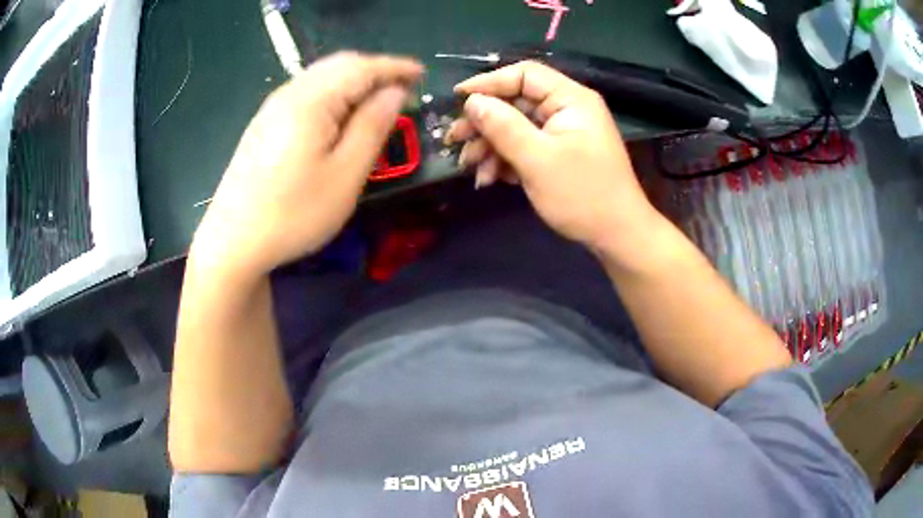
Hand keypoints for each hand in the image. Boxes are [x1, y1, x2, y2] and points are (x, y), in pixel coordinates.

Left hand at [191, 52, 422, 274]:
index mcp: (312, 101)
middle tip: (403, 88)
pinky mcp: (264, 124)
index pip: (362, 68)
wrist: (233, 242)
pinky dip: (333, 93)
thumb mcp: (345, 175)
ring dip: (353, 81)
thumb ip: (372, 127)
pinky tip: (339, 115)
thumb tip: (395, 92)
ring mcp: (272, 108)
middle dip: (375, 70)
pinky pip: (306, 93)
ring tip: (376, 101)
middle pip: (339, 65)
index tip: (422, 74)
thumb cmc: (293, 214)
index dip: (395, 67)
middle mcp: (289, 94)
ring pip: (321, 77)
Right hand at [445, 61, 659, 255]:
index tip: (457, 98)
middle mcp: (567, 110)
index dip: (488, 82)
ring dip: (490, 145)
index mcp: (570, 99)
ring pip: (517, 127)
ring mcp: (563, 133)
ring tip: (469, 167)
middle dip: (484, 122)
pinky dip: (506, 160)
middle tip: (455, 140)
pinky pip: (526, 147)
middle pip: (516, 102)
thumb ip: (503, 126)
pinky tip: (489, 178)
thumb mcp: (537, 159)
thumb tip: (472, 102)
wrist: (617, 236)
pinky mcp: (559, 154)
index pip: (524, 75)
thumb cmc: (582, 195)